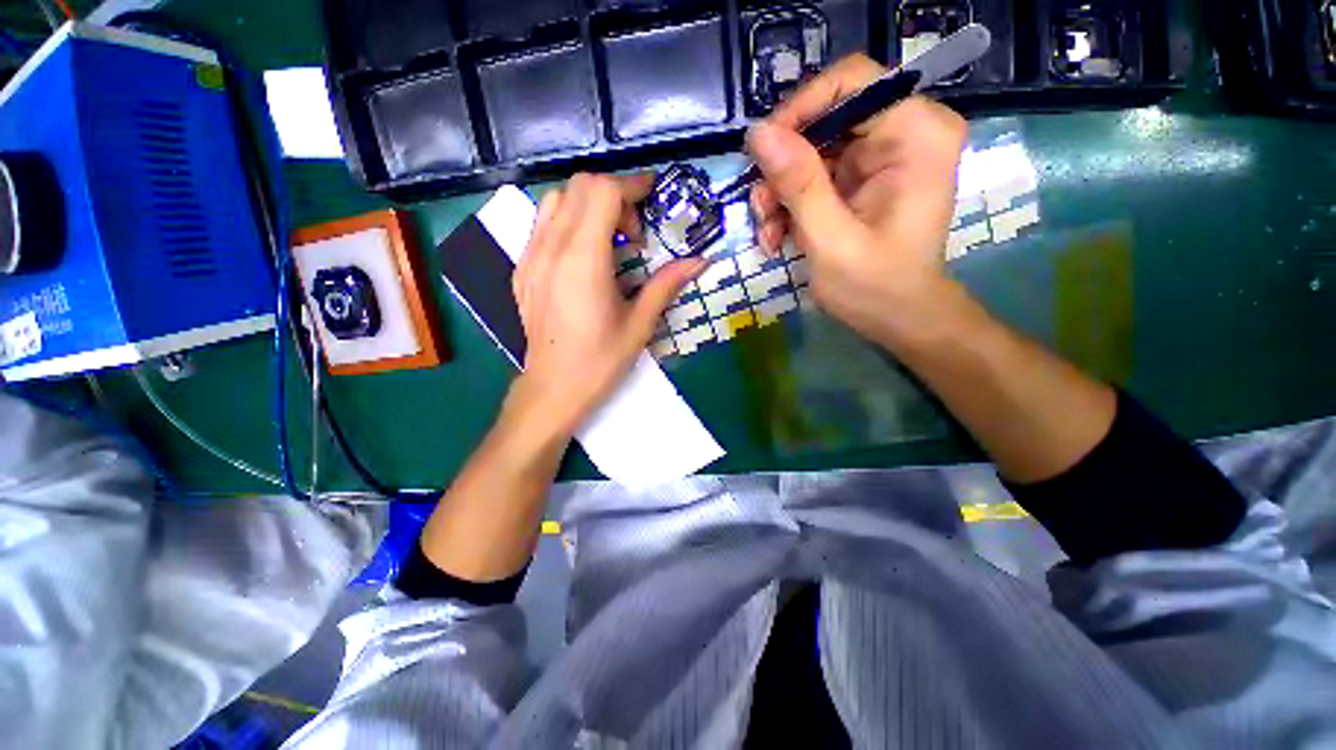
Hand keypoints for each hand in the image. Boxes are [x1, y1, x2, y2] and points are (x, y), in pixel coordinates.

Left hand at [510, 173, 704, 436]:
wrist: (553, 388)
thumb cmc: (600, 361)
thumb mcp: (640, 323)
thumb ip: (667, 284)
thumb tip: (701, 260)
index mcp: (583, 261)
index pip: (603, 192)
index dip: (632, 186)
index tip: (653, 199)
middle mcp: (551, 248)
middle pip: (579, 186)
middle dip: (614, 195)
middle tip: (634, 234)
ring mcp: (530, 256)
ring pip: (556, 199)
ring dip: (588, 205)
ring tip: (609, 241)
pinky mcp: (522, 268)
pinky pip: (542, 223)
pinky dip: (568, 221)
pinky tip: (584, 256)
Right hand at [747, 54, 967, 347]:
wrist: (898, 318)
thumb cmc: (875, 287)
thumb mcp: (831, 239)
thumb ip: (798, 183)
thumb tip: (757, 132)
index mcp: (916, 134)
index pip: (851, 81)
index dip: (801, 109)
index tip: (764, 153)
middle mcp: (902, 133)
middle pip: (824, 119)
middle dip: (783, 166)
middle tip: (761, 210)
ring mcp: (879, 157)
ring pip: (810, 150)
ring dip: (779, 192)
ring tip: (767, 234)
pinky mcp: (859, 180)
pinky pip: (812, 175)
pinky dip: (789, 205)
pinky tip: (777, 236)